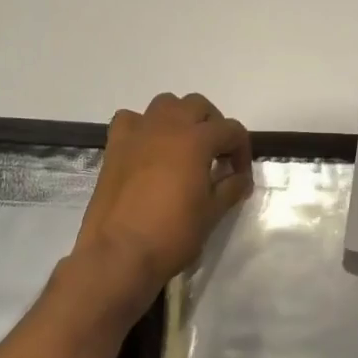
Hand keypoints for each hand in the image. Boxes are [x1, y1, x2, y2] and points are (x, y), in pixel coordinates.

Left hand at [74, 92, 253, 300]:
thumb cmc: (172, 234)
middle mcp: (167, 126)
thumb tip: (240, 179)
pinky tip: (148, 149)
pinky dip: (143, 127)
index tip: (240, 176)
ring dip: (180, 118)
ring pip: (165, 104)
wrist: (118, 254)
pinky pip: (131, 120)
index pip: (231, 130)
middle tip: (216, 155)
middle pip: (198, 106)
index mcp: (196, 140)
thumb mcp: (212, 213)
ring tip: (184, 147)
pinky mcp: (114, 146)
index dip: (242, 151)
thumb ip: (230, 189)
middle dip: (213, 125)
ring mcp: (137, 133)